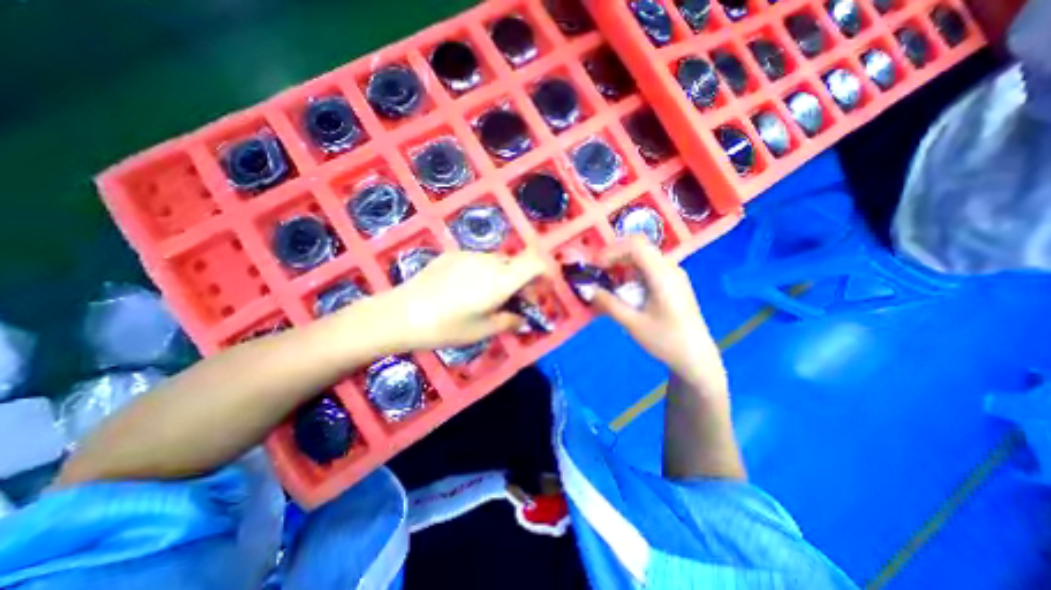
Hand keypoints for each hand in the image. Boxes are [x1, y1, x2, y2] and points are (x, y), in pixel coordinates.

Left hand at [366, 252, 546, 352]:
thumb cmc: (447, 327)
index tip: (543, 288)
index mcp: (501, 280)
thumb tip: (522, 319)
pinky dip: (485, 272)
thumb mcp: (483, 330)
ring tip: (490, 296)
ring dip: (504, 276)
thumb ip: (509, 321)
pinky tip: (467, 289)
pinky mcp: (453, 254)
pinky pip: (479, 260)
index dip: (545, 272)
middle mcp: (489, 262)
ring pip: (498, 261)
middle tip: (517, 301)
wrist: (403, 313)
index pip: (535, 263)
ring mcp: (470, 255)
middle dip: (524, 280)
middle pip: (517, 263)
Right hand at [595, 235, 727, 395]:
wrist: (696, 357)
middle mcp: (670, 268)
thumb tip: (588, 289)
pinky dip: (632, 273)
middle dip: (614, 257)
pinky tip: (626, 291)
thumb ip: (608, 304)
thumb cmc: (665, 340)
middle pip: (639, 248)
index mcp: (663, 275)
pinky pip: (649, 267)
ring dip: (623, 265)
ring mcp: (674, 274)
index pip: (635, 246)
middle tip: (599, 274)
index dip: (612, 251)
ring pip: (643, 257)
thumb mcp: (633, 323)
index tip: (596, 267)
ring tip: (610, 284)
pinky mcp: (673, 282)